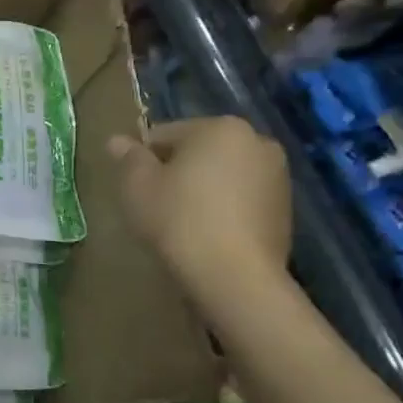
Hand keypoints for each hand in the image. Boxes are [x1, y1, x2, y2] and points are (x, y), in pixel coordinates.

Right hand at [108, 117, 291, 292]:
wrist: (234, 275)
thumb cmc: (178, 218)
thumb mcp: (137, 184)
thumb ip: (128, 157)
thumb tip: (117, 141)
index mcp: (220, 127)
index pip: (165, 134)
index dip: (142, 159)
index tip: (134, 186)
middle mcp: (257, 142)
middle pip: (198, 151)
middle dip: (175, 171)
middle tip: (155, 203)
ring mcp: (278, 176)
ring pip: (221, 174)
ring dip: (200, 189)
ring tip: (180, 221)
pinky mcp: (285, 208)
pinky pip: (240, 198)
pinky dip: (222, 207)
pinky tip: (206, 233)